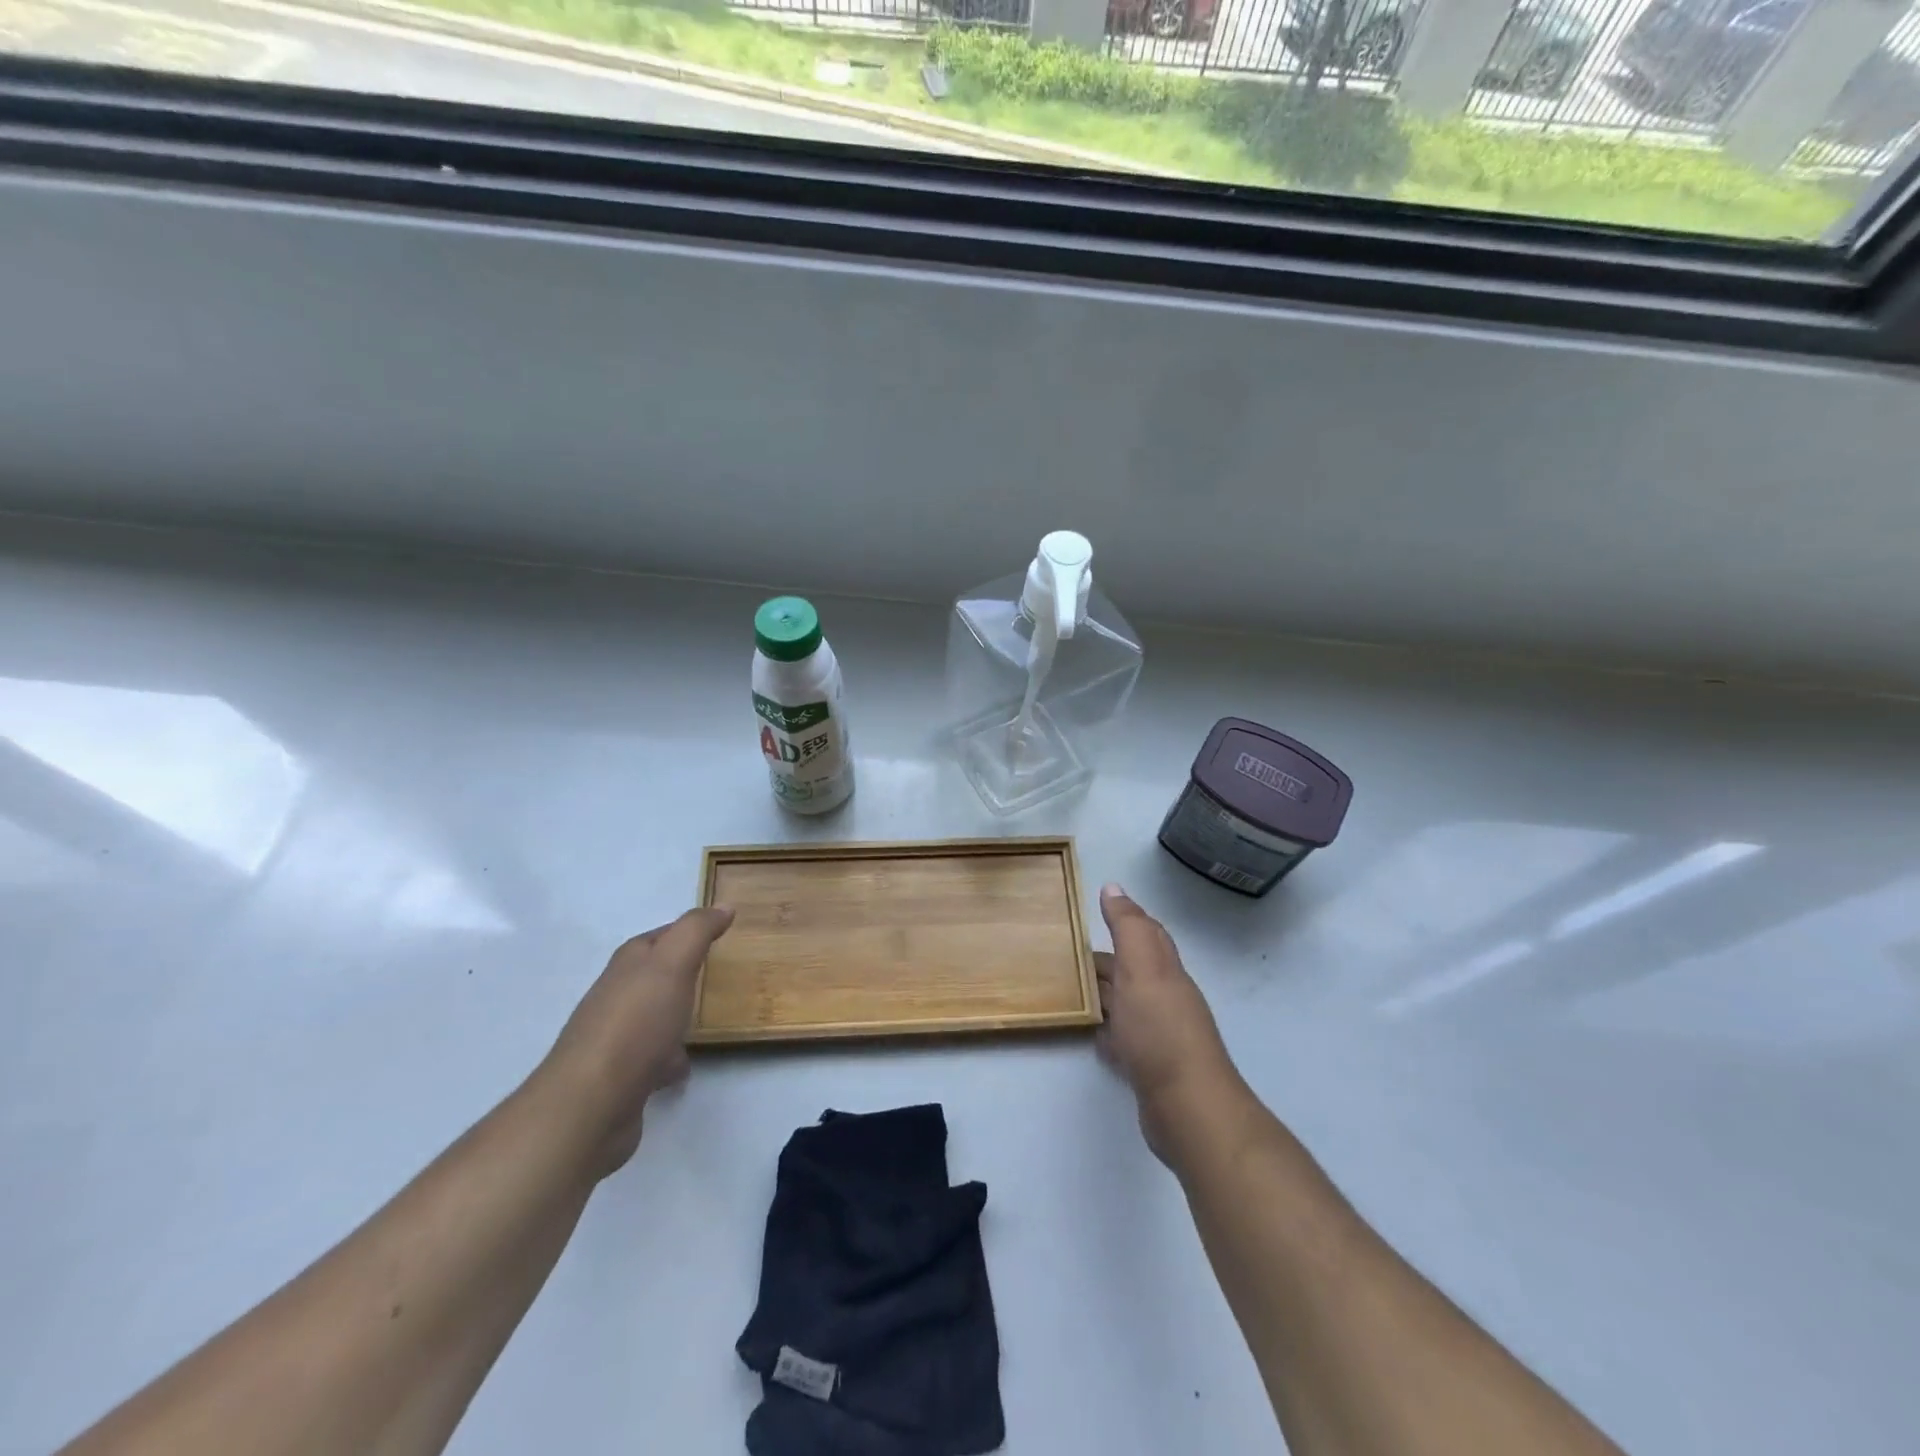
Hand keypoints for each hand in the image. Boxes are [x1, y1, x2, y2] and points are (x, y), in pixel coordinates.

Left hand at [541, 907, 734, 1175]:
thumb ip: (697, 931)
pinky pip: (651, 1059)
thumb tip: (723, 906)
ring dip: (675, 1017)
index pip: (659, 937)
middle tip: (719, 974)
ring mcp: (615, 1039)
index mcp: (628, 965)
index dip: (688, 931)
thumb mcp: (672, 964)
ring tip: (706, 1020)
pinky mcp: (619, 1078)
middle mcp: (617, 996)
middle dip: (682, 973)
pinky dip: (668, 1059)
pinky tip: (683, 1067)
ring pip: (653, 1018)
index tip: (721, 931)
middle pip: (654, 976)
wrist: (590, 1105)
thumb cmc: (635, 1024)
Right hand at [1095, 885, 1243, 1165]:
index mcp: (1165, 971)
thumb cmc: (1161, 1030)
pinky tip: (1092, 1033)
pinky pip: (1124, 1039)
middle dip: (1107, 958)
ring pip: (1128, 1003)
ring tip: (1071, 988)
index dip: (1127, 919)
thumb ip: (1128, 928)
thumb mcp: (1142, 969)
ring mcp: (1159, 1035)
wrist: (1188, 1107)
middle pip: (1135, 970)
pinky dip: (1107, 1031)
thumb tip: (1113, 887)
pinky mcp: (1149, 1068)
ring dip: (1104, 993)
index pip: (1148, 935)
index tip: (1097, 908)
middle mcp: (1166, 998)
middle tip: (1068, 952)